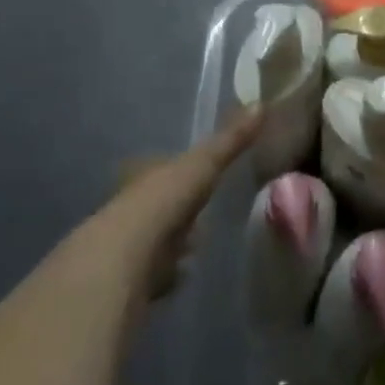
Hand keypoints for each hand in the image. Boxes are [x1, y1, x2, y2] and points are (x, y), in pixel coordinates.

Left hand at [96, 111, 261, 306]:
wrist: (123, 263)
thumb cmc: (161, 203)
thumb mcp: (202, 165)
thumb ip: (229, 140)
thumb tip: (261, 103)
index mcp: (143, 175)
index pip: (161, 166)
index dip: (179, 170)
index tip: (201, 174)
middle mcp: (129, 206)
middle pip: (157, 203)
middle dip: (176, 208)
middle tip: (202, 212)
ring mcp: (126, 245)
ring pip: (154, 238)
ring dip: (171, 242)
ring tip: (196, 246)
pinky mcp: (128, 281)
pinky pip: (153, 273)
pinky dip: (166, 274)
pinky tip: (181, 276)